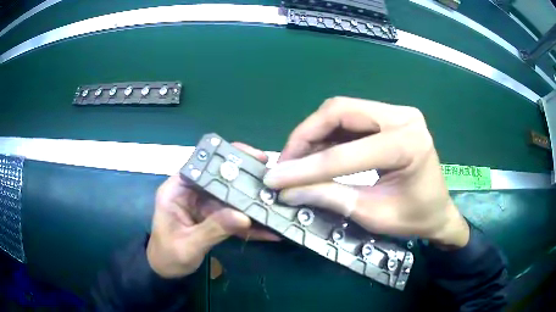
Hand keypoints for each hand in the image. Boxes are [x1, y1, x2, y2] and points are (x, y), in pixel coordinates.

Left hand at [147, 143, 279, 278]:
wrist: (166, 271)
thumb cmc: (168, 256)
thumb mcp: (188, 244)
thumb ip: (214, 229)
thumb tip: (244, 217)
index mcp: (177, 190)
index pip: (202, 164)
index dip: (228, 157)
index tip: (254, 158)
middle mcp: (192, 193)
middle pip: (222, 179)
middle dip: (247, 181)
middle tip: (274, 181)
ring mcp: (204, 206)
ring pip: (231, 198)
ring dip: (252, 203)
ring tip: (276, 204)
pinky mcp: (213, 219)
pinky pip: (233, 218)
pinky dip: (249, 224)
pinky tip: (268, 230)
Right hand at [263, 97, 468, 247]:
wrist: (438, 211)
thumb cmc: (414, 217)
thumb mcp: (373, 214)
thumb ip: (330, 198)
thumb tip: (287, 191)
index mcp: (407, 143)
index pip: (345, 153)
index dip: (305, 168)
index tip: (275, 179)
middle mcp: (402, 117)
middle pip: (339, 112)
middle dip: (305, 137)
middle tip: (286, 163)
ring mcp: (396, 113)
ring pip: (341, 111)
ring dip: (313, 134)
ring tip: (296, 160)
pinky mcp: (389, 117)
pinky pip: (349, 118)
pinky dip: (327, 135)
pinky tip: (315, 154)